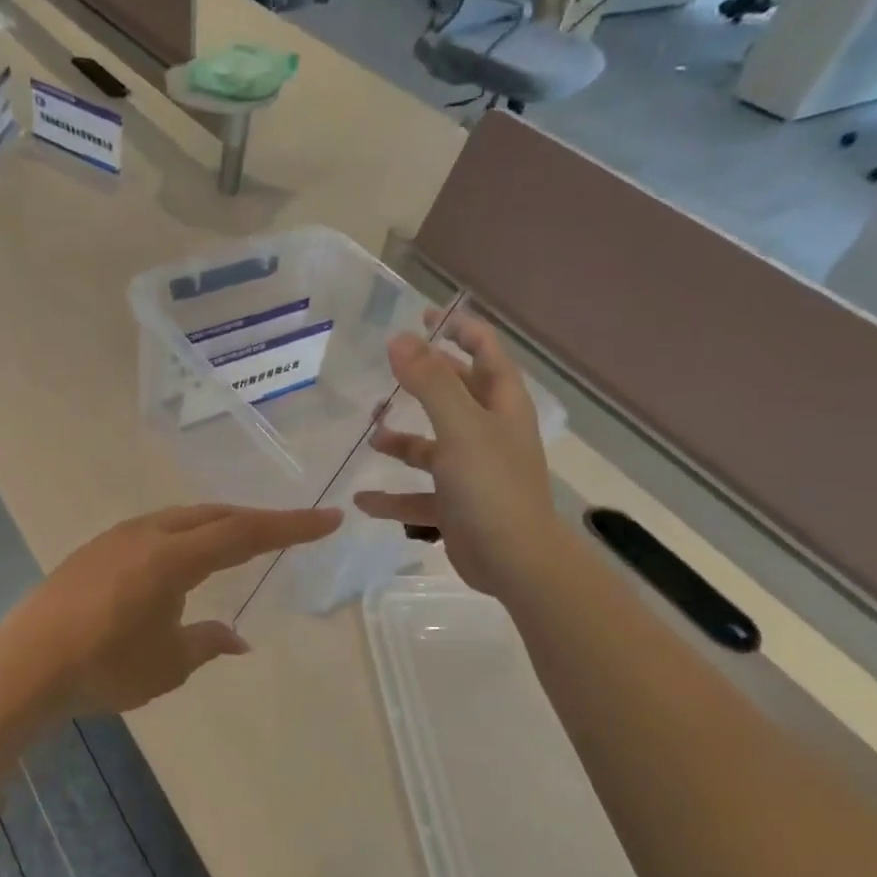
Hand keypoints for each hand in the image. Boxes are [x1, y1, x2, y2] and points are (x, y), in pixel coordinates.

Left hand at [3, 504, 341, 715]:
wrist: (27, 663)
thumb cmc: (104, 666)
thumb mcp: (168, 664)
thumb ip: (207, 643)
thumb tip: (237, 638)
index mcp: (173, 556)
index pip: (244, 533)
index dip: (290, 527)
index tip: (329, 518)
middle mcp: (148, 534)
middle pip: (214, 515)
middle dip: (255, 520)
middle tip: (289, 529)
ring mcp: (117, 537)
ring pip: (182, 517)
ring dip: (217, 524)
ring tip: (240, 541)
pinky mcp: (96, 550)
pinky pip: (156, 529)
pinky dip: (185, 535)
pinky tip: (182, 558)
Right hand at [354, 312, 557, 598]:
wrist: (513, 560)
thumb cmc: (490, 485)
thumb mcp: (460, 427)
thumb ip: (429, 382)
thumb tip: (398, 340)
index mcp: (501, 406)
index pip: (485, 352)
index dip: (459, 330)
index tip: (424, 316)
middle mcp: (488, 434)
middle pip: (456, 395)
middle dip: (424, 380)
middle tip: (387, 367)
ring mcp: (472, 472)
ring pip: (432, 447)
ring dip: (402, 441)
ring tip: (371, 433)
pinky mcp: (456, 506)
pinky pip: (418, 496)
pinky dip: (392, 497)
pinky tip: (362, 501)